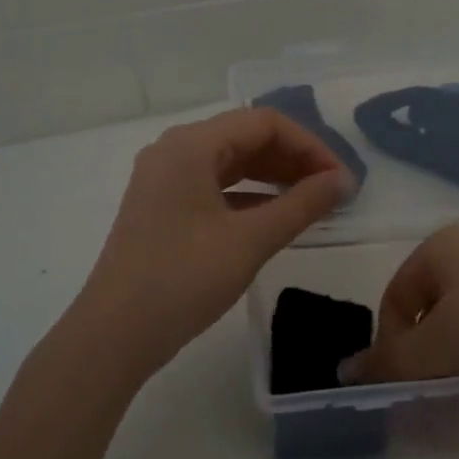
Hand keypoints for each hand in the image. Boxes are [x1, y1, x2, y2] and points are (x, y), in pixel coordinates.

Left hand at [71, 108, 353, 374]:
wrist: (115, 335)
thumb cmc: (183, 279)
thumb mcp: (250, 240)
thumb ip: (301, 205)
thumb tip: (343, 181)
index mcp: (190, 145)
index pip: (264, 123)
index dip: (310, 145)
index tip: (341, 179)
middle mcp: (174, 151)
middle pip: (246, 138)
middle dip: (293, 160)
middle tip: (332, 191)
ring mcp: (165, 180)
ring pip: (231, 163)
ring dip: (274, 177)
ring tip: (312, 202)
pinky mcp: (163, 208)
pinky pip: (215, 187)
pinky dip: (250, 197)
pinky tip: (277, 218)